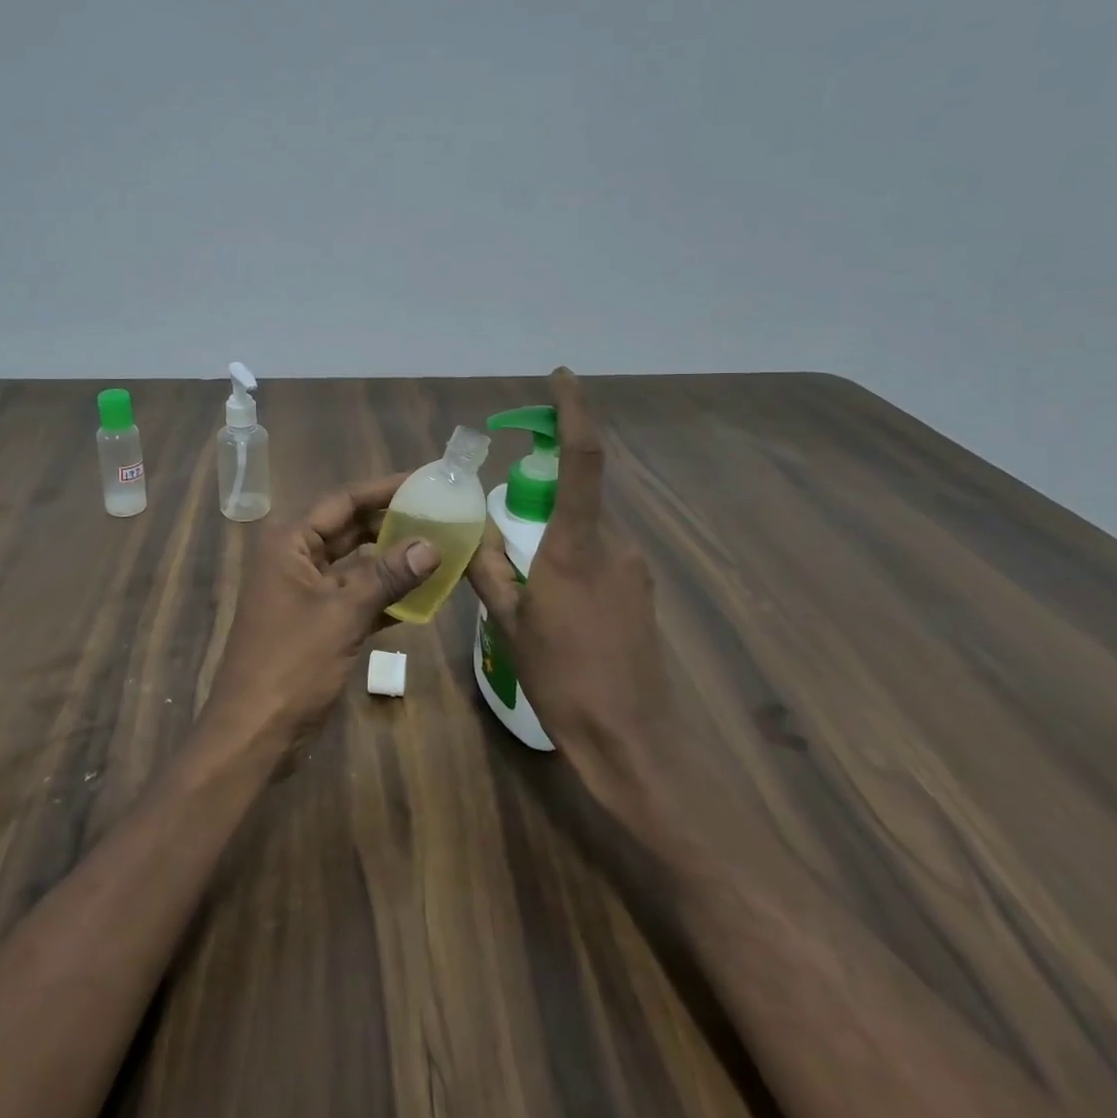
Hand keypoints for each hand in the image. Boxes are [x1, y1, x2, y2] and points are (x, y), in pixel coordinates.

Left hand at [204, 475, 440, 748]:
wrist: (254, 733)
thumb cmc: (291, 664)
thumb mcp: (343, 614)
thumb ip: (387, 576)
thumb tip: (432, 545)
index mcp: (290, 543)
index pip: (344, 501)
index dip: (385, 488)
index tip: (426, 480)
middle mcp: (296, 559)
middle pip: (351, 529)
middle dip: (393, 523)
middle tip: (441, 514)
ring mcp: (306, 592)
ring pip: (356, 565)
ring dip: (393, 561)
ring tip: (441, 548)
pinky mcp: (317, 623)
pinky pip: (356, 597)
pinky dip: (385, 596)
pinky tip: (423, 596)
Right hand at [466, 368, 676, 800]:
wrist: (633, 740)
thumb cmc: (564, 679)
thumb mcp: (511, 624)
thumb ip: (491, 570)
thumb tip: (474, 534)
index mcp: (576, 546)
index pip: (582, 460)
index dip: (574, 411)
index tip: (561, 378)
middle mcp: (614, 545)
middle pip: (578, 496)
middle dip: (543, 496)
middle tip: (509, 530)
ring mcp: (635, 569)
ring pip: (587, 531)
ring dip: (555, 538)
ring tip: (529, 589)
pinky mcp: (642, 592)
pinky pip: (601, 557)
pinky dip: (572, 561)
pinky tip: (556, 607)